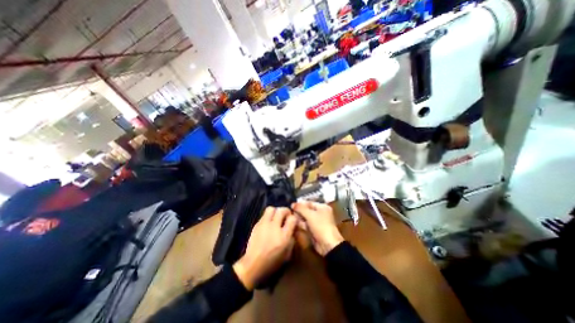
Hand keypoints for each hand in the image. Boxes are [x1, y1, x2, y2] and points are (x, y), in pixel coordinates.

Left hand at [232, 207, 297, 289]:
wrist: (253, 265)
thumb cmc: (272, 262)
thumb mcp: (287, 253)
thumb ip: (292, 239)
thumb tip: (293, 229)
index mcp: (283, 236)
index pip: (292, 219)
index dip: (294, 218)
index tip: (293, 221)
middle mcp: (274, 227)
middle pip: (281, 210)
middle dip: (286, 211)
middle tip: (286, 216)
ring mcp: (264, 225)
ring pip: (271, 209)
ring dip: (276, 211)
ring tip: (277, 217)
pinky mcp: (257, 225)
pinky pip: (264, 215)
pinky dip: (268, 216)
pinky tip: (269, 223)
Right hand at [293, 200, 339, 255]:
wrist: (328, 245)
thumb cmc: (321, 226)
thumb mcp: (310, 215)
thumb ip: (301, 208)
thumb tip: (293, 204)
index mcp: (323, 207)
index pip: (310, 203)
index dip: (301, 204)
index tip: (292, 205)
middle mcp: (321, 213)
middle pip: (307, 210)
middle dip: (299, 211)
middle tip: (290, 212)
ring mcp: (317, 222)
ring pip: (306, 218)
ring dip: (299, 218)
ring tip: (290, 217)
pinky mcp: (314, 230)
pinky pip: (306, 225)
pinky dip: (301, 224)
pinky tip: (294, 223)